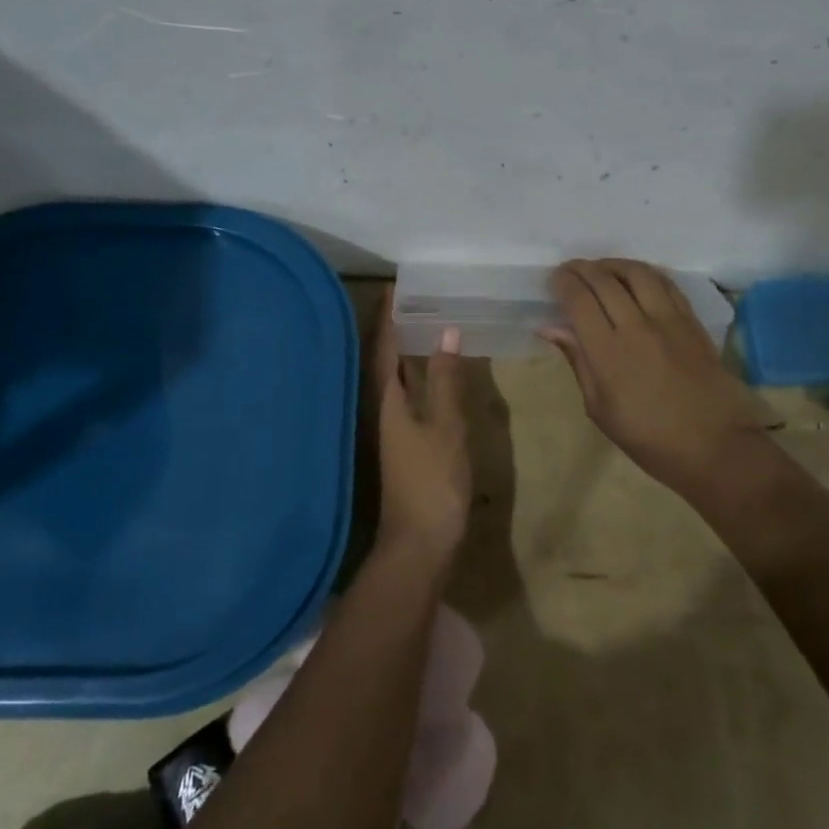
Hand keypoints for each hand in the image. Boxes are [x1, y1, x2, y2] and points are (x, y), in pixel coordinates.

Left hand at [373, 290, 471, 563]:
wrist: (419, 544)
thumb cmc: (432, 481)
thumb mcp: (446, 427)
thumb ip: (447, 380)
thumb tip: (447, 331)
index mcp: (387, 399)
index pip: (383, 345)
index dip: (388, 315)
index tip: (396, 285)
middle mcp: (381, 408)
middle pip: (383, 358)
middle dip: (394, 327)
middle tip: (415, 297)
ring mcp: (390, 427)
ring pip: (393, 377)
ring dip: (403, 348)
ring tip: (423, 323)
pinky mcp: (402, 442)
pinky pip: (404, 394)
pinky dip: (414, 374)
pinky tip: (430, 373)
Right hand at [543, 259, 769, 496]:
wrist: (714, 446)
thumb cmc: (648, 438)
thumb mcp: (600, 409)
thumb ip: (578, 361)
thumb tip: (551, 328)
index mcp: (608, 352)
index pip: (580, 300)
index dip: (563, 282)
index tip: (554, 279)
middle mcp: (637, 326)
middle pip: (605, 280)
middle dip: (582, 269)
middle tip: (570, 270)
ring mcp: (669, 320)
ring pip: (637, 273)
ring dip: (613, 264)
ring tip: (601, 268)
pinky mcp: (692, 321)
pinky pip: (666, 283)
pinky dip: (645, 273)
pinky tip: (635, 278)